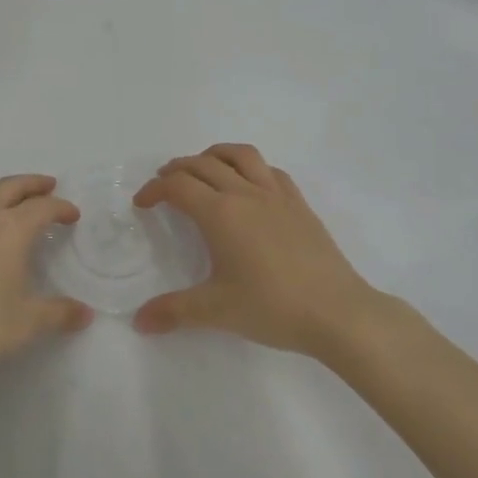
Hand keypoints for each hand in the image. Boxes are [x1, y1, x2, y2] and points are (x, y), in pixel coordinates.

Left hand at [0, 174, 92, 397]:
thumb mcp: (29, 322)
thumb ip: (60, 313)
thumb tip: (86, 314)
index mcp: (8, 231)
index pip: (41, 208)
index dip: (60, 208)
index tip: (73, 216)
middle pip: (9, 186)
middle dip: (32, 184)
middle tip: (50, 188)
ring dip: (4, 188)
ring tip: (19, 200)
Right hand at [133, 145, 411, 361]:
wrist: (338, 312)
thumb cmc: (272, 307)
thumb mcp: (216, 311)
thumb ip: (173, 311)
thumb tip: (139, 322)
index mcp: (220, 213)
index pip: (178, 186)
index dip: (154, 190)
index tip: (142, 204)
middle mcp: (246, 194)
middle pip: (203, 164)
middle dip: (177, 168)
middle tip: (163, 184)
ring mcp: (277, 196)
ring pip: (240, 155)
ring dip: (214, 155)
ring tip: (202, 168)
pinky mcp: (300, 205)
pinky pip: (270, 171)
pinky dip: (250, 167)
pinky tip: (248, 185)